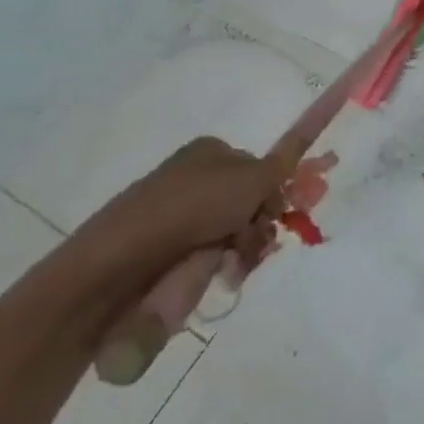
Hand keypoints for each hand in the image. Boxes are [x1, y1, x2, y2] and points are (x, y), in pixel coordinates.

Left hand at [79, 137, 282, 288]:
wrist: (123, 258)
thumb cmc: (194, 206)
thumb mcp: (250, 178)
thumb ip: (281, 166)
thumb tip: (299, 148)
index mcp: (212, 151)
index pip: (259, 169)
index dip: (274, 193)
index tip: (280, 214)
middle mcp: (196, 177)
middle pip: (249, 203)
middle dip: (259, 225)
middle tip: (255, 242)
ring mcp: (180, 215)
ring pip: (233, 233)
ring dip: (243, 250)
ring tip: (232, 264)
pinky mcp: (166, 251)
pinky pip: (209, 257)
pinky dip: (219, 267)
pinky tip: (218, 275)